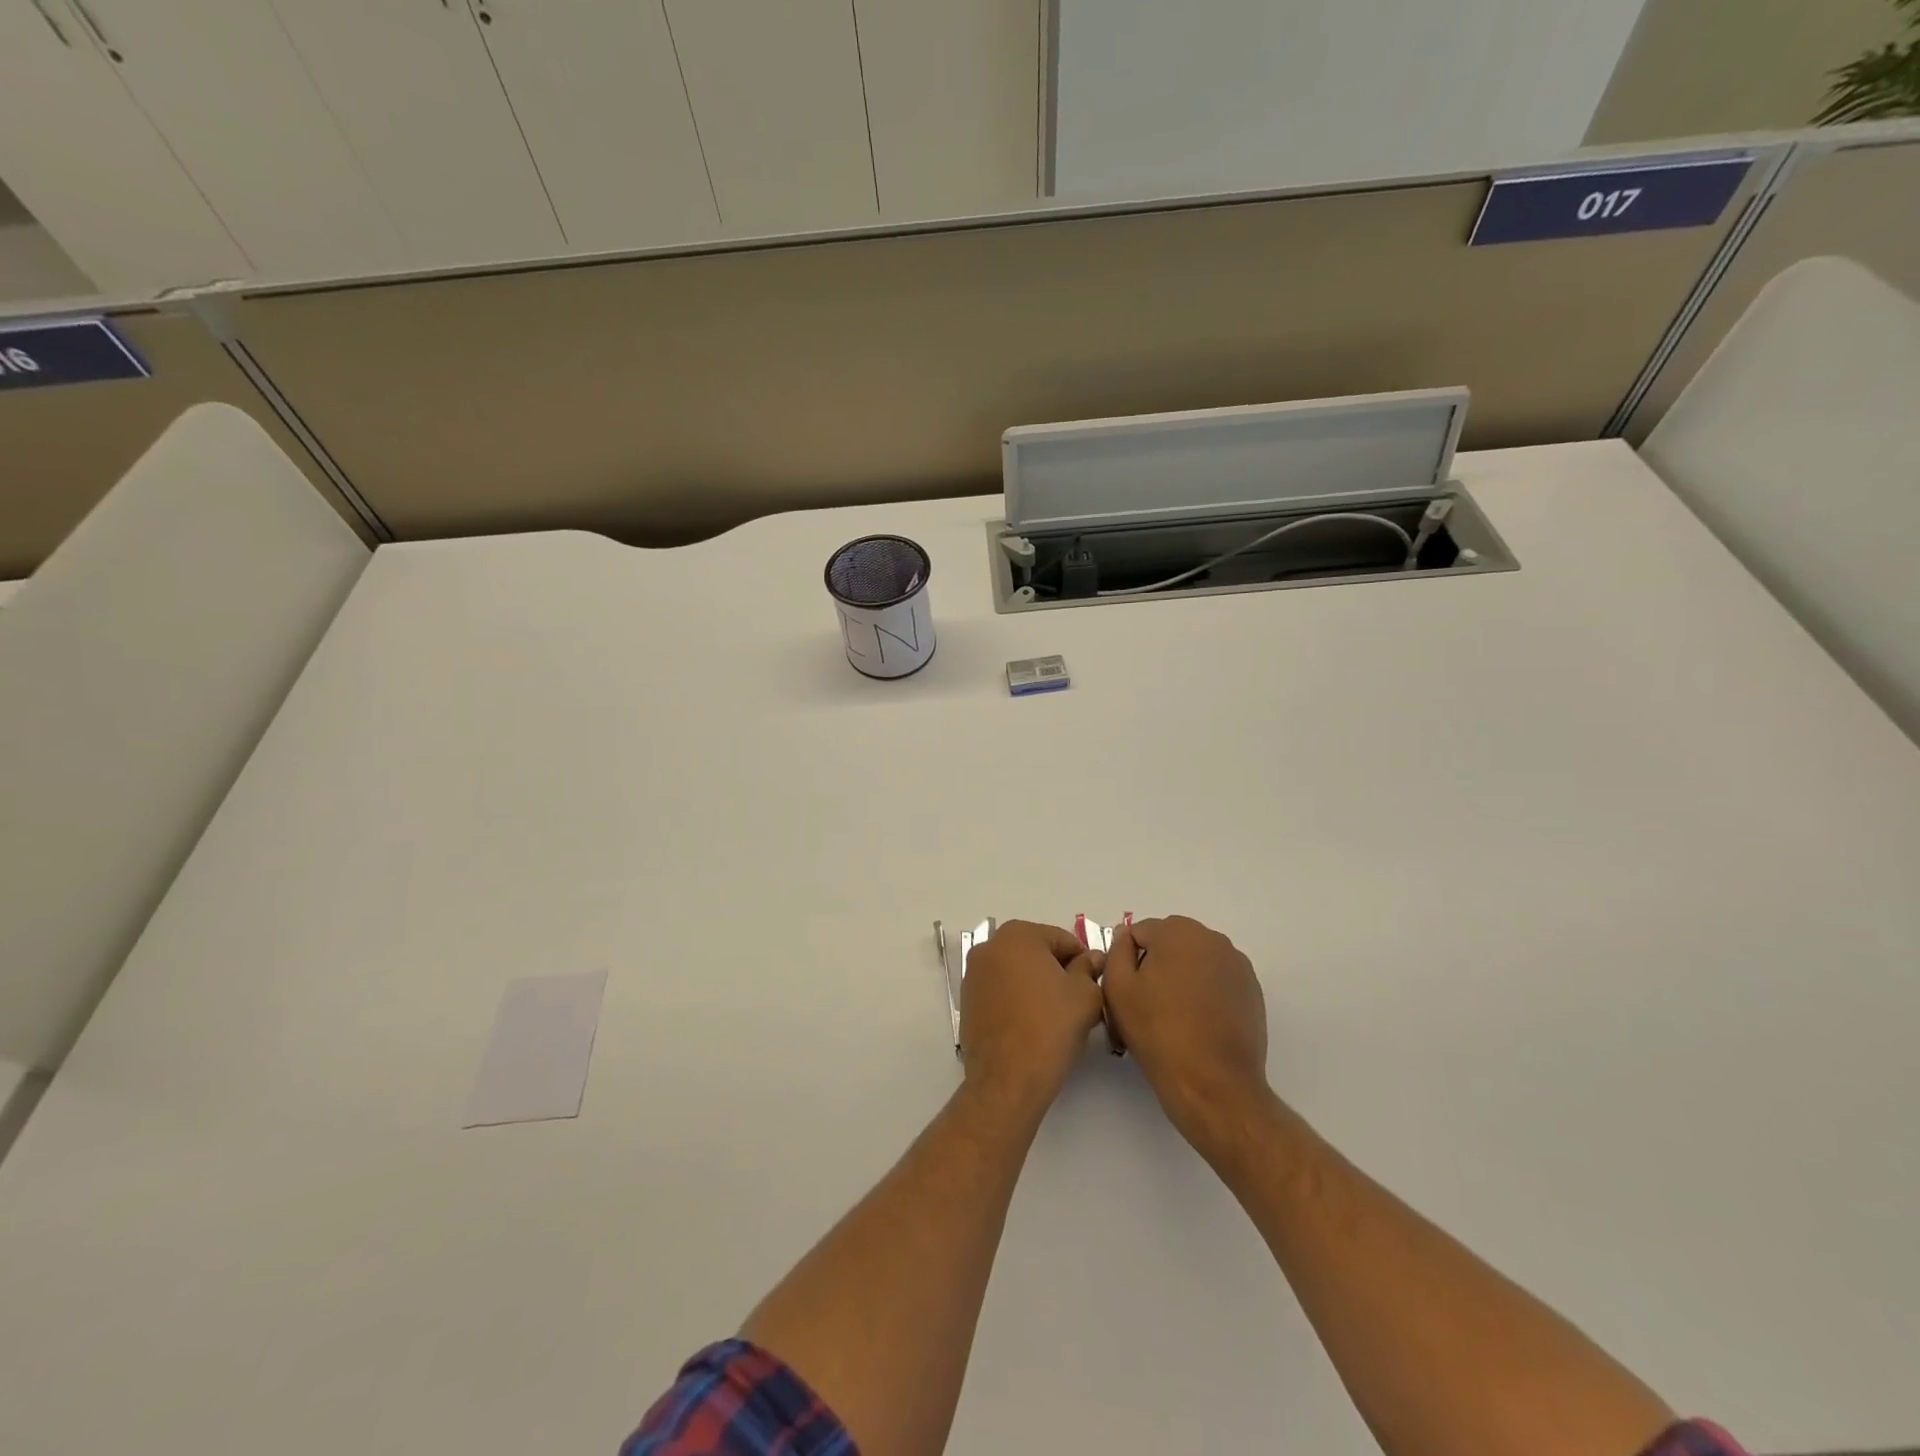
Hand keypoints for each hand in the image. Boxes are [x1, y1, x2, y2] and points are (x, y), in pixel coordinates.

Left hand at [959, 921, 1103, 1113]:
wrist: (1007, 1080)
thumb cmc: (1050, 1028)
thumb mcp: (1085, 995)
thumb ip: (1089, 969)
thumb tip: (1091, 959)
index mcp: (1017, 934)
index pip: (1063, 940)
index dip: (1084, 963)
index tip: (1094, 987)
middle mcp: (989, 946)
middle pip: (1037, 953)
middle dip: (1059, 973)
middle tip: (1078, 1004)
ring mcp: (974, 974)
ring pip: (1018, 972)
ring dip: (1038, 986)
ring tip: (1056, 1018)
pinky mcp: (967, 1001)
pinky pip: (1001, 991)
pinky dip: (1018, 1001)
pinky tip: (1032, 1026)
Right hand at [1102, 916, 1272, 1151]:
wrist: (1214, 1084)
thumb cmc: (1158, 1032)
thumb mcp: (1118, 989)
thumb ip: (1117, 951)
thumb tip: (1126, 937)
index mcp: (1178, 931)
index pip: (1139, 933)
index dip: (1126, 962)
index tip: (1126, 994)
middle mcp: (1212, 938)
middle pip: (1169, 943)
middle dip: (1155, 966)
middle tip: (1146, 1006)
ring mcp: (1237, 965)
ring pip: (1194, 962)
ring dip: (1180, 978)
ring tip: (1173, 1018)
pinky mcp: (1252, 991)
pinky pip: (1217, 980)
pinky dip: (1204, 994)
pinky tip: (1197, 1025)